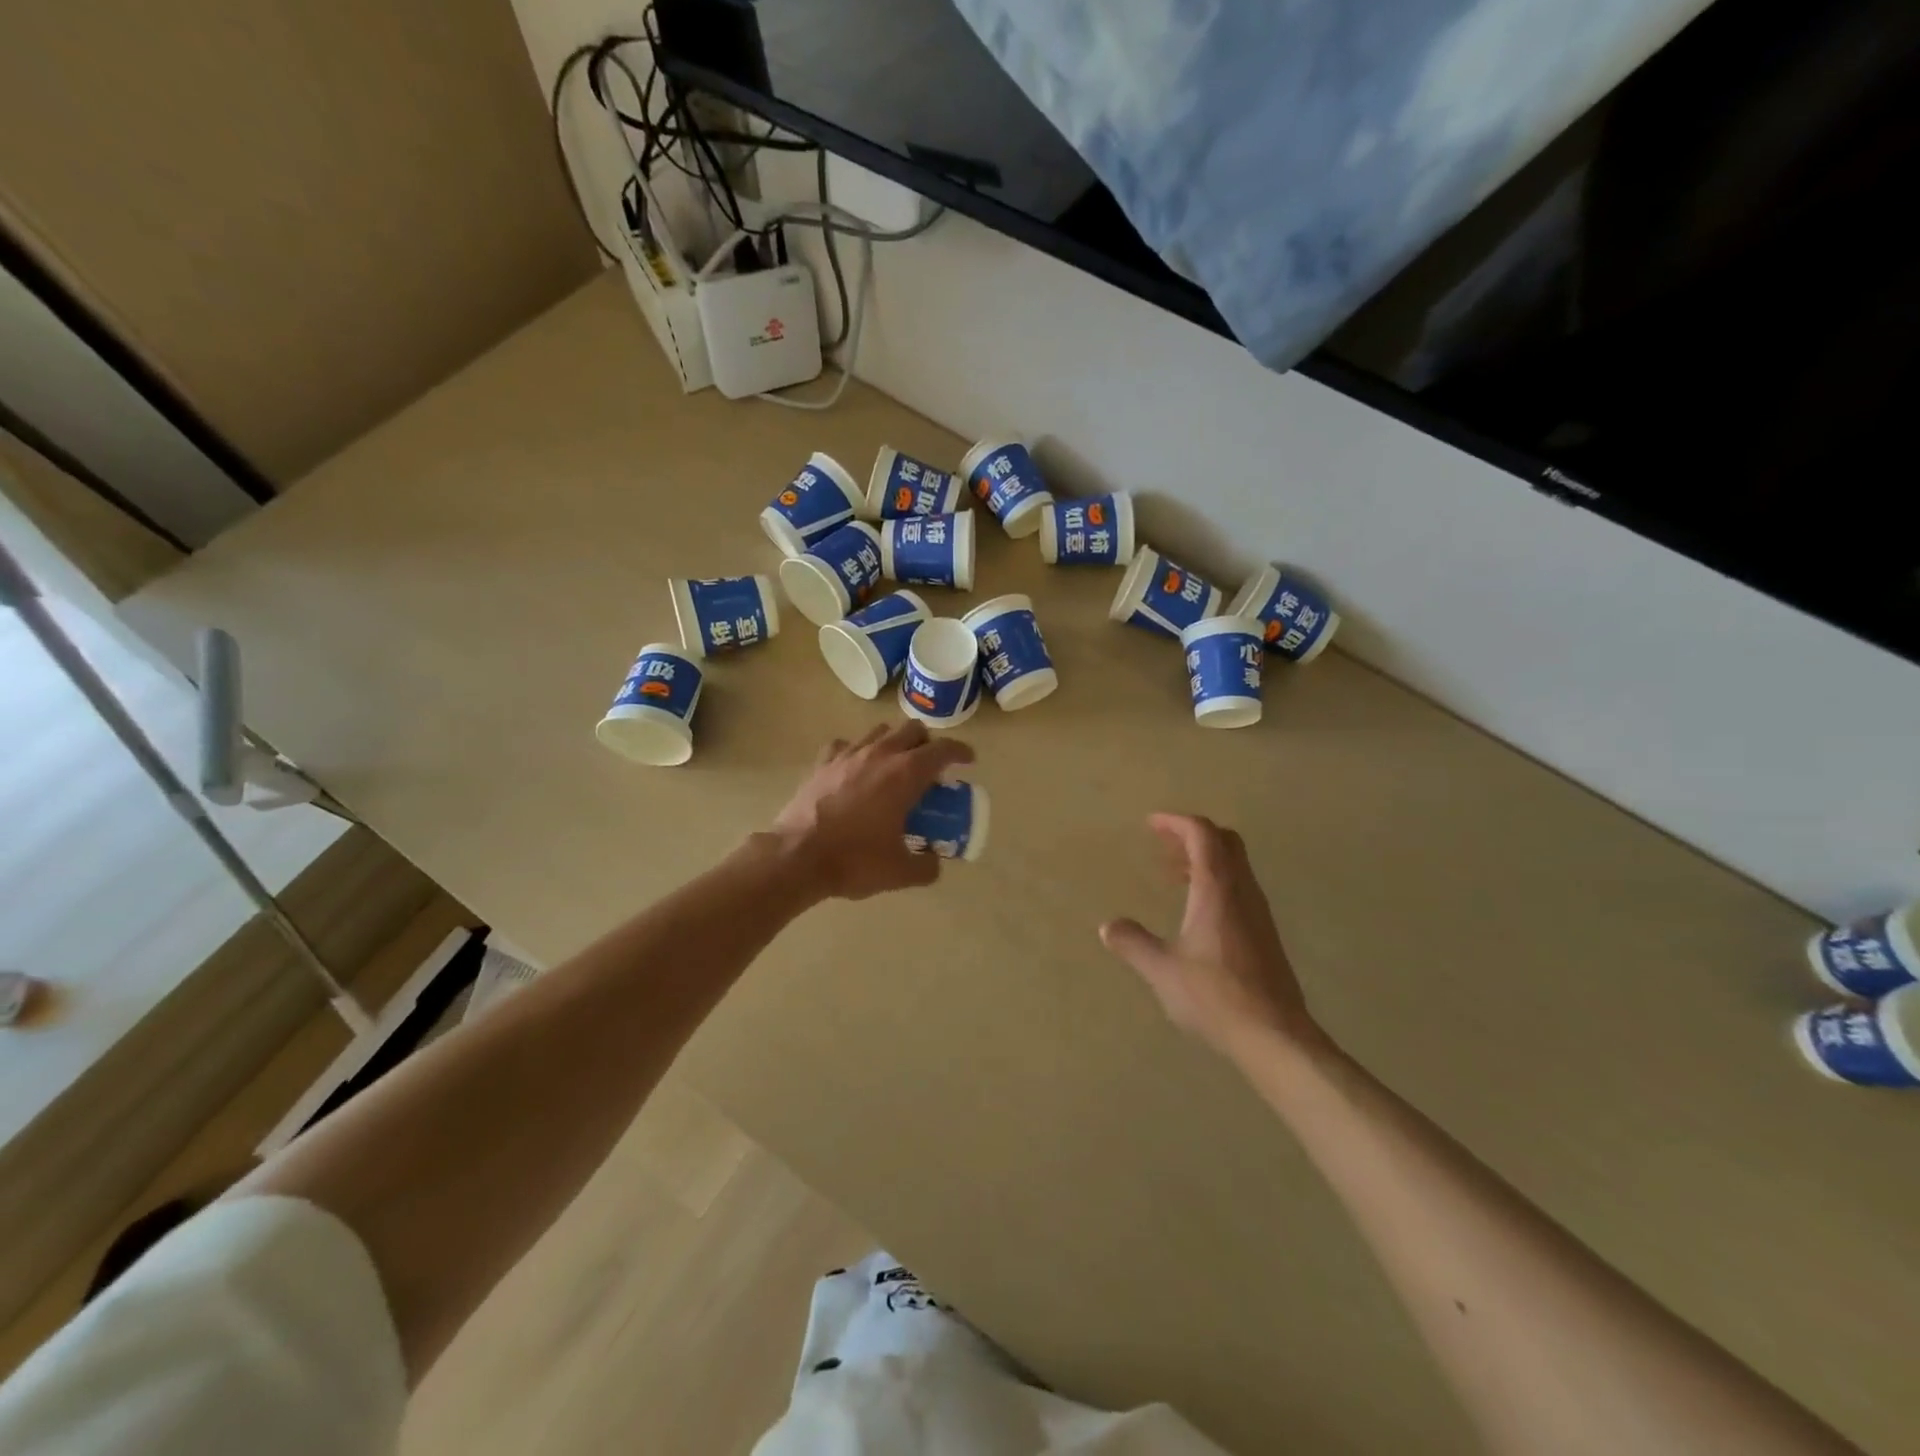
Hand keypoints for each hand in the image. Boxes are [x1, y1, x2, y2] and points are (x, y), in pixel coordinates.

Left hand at [770, 722, 973, 900]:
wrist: (797, 857)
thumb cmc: (854, 860)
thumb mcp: (901, 872)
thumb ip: (927, 866)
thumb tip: (934, 862)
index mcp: (906, 774)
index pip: (943, 749)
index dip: (960, 752)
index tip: (968, 760)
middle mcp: (880, 754)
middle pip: (913, 730)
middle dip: (927, 743)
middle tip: (929, 767)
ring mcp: (848, 754)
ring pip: (879, 731)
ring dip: (893, 743)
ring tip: (893, 766)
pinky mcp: (822, 763)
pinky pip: (845, 745)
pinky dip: (857, 751)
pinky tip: (855, 769)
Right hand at [1100, 814, 1321, 1060]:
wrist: (1274, 1035)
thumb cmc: (1214, 995)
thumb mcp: (1162, 970)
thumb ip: (1134, 944)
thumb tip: (1108, 927)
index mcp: (1217, 889)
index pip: (1202, 834)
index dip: (1176, 822)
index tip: (1151, 823)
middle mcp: (1242, 892)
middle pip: (1225, 842)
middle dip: (1193, 834)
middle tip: (1164, 844)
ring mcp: (1258, 913)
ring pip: (1236, 866)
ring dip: (1205, 860)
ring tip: (1174, 875)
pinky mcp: (1265, 935)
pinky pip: (1240, 889)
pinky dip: (1216, 883)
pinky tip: (1197, 912)